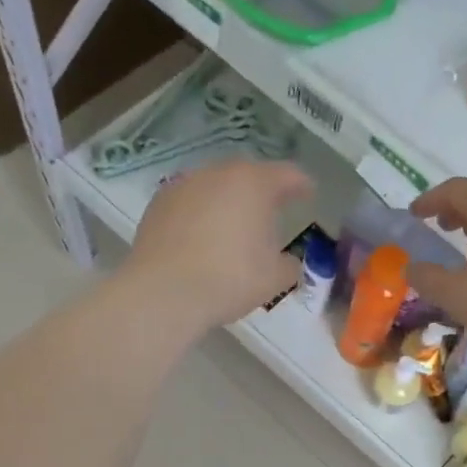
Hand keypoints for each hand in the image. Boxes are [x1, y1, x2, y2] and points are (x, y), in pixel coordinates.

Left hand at [123, 158, 313, 334]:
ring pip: (215, 187)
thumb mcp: (275, 278)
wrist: (163, 292)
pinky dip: (200, 214)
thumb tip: (289, 262)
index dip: (302, 185)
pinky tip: (202, 237)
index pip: (287, 175)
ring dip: (228, 201)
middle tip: (272, 211)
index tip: (309, 194)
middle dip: (261, 191)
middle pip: (247, 176)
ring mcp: (183, 186)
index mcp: (253, 183)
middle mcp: (217, 174)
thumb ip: (290, 265)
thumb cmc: (230, 279)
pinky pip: (189, 204)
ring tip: (234, 226)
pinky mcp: (157, 205)